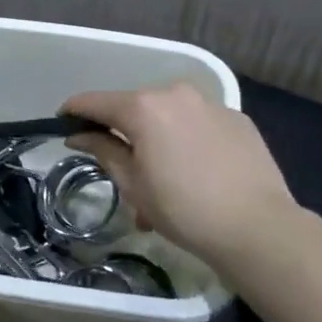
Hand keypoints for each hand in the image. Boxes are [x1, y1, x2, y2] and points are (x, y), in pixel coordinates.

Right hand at [64, 81, 309, 278]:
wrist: (258, 228)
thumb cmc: (183, 209)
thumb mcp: (133, 184)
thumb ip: (102, 150)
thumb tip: (79, 134)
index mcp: (144, 107)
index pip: (95, 102)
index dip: (73, 112)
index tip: (62, 124)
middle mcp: (175, 94)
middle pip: (134, 107)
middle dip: (122, 134)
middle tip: (121, 171)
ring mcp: (210, 104)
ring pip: (168, 116)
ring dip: (156, 140)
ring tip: (162, 181)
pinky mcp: (237, 119)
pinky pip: (198, 124)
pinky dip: (186, 140)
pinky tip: (196, 173)